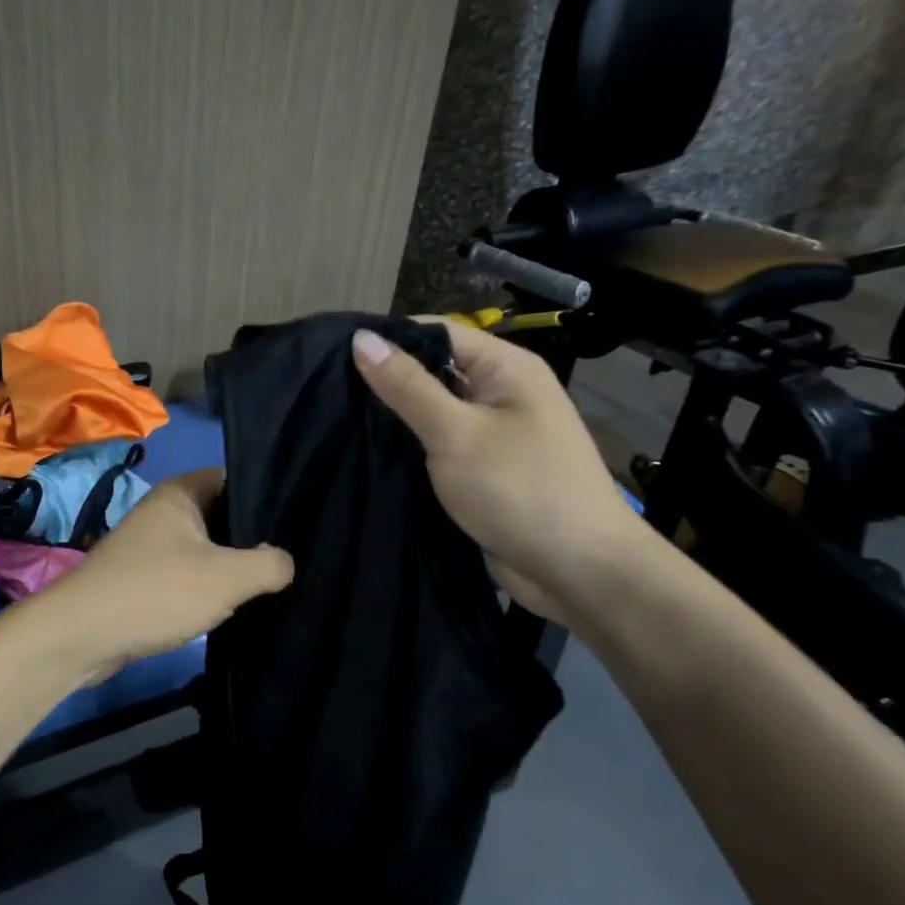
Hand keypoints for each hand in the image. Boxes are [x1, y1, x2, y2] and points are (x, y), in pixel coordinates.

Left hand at [31, 469, 293, 675]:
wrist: (80, 637)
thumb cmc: (156, 592)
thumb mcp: (226, 577)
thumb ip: (269, 564)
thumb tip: (287, 562)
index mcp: (181, 492)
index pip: (236, 479)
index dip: (269, 496)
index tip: (302, 520)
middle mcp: (164, 511)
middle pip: (224, 515)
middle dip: (255, 537)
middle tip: (295, 556)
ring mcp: (151, 546)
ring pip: (207, 548)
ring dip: (234, 566)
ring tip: (275, 581)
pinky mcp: (145, 579)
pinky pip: (189, 574)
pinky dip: (210, 587)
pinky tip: (236, 604)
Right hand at [351, 320, 648, 624]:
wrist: (578, 571)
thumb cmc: (521, 490)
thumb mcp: (457, 434)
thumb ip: (408, 387)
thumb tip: (362, 338)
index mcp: (506, 368)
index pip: (437, 333)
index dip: (389, 339)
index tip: (332, 353)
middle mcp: (499, 394)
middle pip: (433, 372)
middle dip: (385, 381)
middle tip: (326, 390)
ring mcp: (491, 435)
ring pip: (431, 414)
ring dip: (393, 419)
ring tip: (335, 419)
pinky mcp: (481, 472)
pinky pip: (437, 449)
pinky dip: (408, 450)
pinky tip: (367, 453)